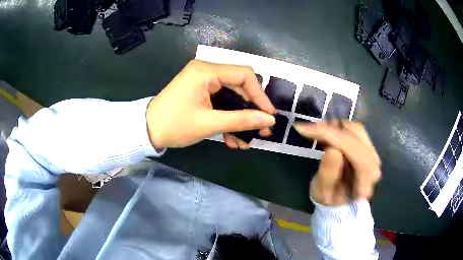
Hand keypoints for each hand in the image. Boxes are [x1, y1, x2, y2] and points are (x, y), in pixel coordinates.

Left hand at [146, 60, 275, 148]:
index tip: (269, 116)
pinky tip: (231, 138)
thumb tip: (270, 120)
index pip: (244, 75)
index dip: (260, 95)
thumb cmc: (175, 125)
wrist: (147, 131)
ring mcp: (203, 81)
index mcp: (206, 71)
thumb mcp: (209, 124)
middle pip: (239, 86)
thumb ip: (242, 120)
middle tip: (261, 131)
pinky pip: (220, 102)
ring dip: (239, 118)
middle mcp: (206, 71)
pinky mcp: (200, 91)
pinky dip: (227, 118)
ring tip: (245, 141)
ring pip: (231, 97)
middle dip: (251, 110)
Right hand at [294, 121, 380, 205]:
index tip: (303, 129)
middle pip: (355, 132)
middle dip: (330, 128)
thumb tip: (332, 149)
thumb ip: (329, 173)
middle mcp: (374, 161)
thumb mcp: (323, 193)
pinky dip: (339, 129)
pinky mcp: (367, 149)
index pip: (350, 147)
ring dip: (334, 127)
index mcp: (366, 175)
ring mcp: (372, 153)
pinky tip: (327, 134)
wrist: (341, 205)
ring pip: (355, 128)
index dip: (328, 134)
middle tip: (309, 130)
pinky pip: (354, 132)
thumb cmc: (331, 202)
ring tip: (317, 132)